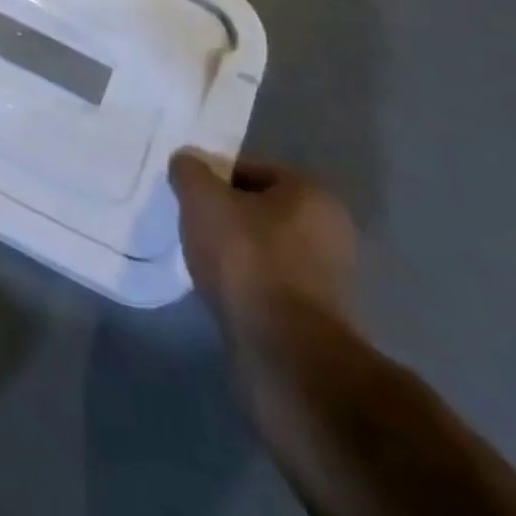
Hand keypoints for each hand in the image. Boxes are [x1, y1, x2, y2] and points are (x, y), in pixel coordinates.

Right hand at [170, 154, 356, 354]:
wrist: (284, 352)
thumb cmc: (247, 259)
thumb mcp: (202, 198)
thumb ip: (189, 171)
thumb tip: (186, 162)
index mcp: (311, 194)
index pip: (249, 169)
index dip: (213, 179)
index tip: (188, 197)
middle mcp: (329, 230)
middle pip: (257, 209)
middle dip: (224, 216)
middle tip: (192, 226)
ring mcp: (327, 277)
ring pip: (262, 247)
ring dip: (233, 252)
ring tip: (202, 261)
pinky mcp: (315, 315)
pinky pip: (268, 283)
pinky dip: (244, 283)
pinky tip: (221, 291)